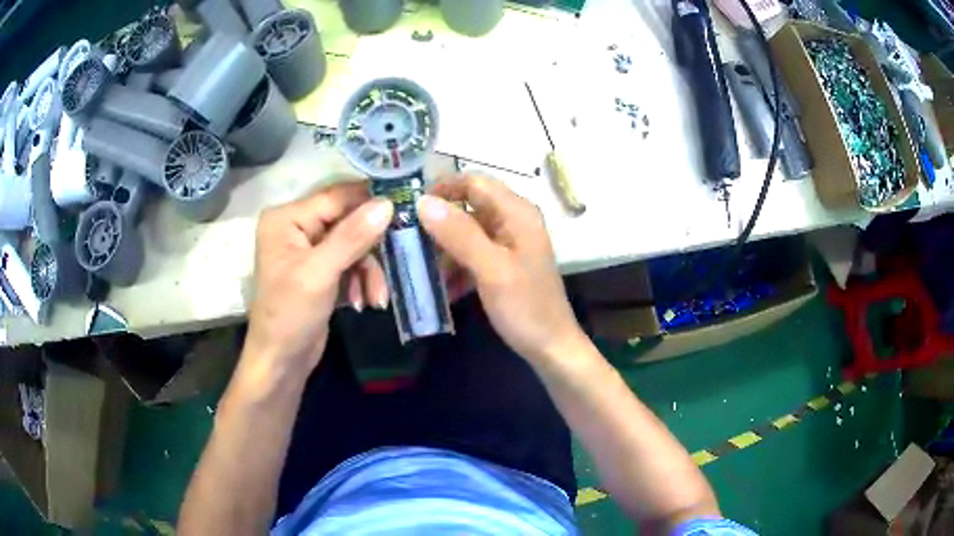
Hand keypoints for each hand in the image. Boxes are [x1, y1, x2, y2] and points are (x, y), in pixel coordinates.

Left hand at [244, 182, 392, 381]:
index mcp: (287, 218)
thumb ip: (352, 237)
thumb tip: (387, 204)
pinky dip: (362, 281)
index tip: (407, 206)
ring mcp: (310, 249)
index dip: (370, 201)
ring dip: (369, 270)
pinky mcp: (322, 269)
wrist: (281, 362)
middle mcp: (297, 226)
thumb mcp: (319, 274)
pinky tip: (365, 302)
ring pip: (355, 244)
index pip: (336, 197)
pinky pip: (351, 263)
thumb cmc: (289, 315)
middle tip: (400, 256)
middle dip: (371, 246)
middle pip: (348, 220)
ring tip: (377, 297)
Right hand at [417, 175, 587, 363]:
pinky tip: (440, 288)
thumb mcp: (491, 270)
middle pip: (467, 207)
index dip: (443, 189)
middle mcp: (513, 221)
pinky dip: (454, 267)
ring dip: (443, 249)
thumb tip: (423, 202)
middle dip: (438, 223)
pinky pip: (471, 254)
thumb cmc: (526, 308)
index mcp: (516, 213)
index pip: (474, 182)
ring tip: (419, 270)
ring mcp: (508, 243)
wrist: (551, 347)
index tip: (412, 209)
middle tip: (408, 242)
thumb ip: (460, 234)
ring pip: (466, 232)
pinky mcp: (502, 264)